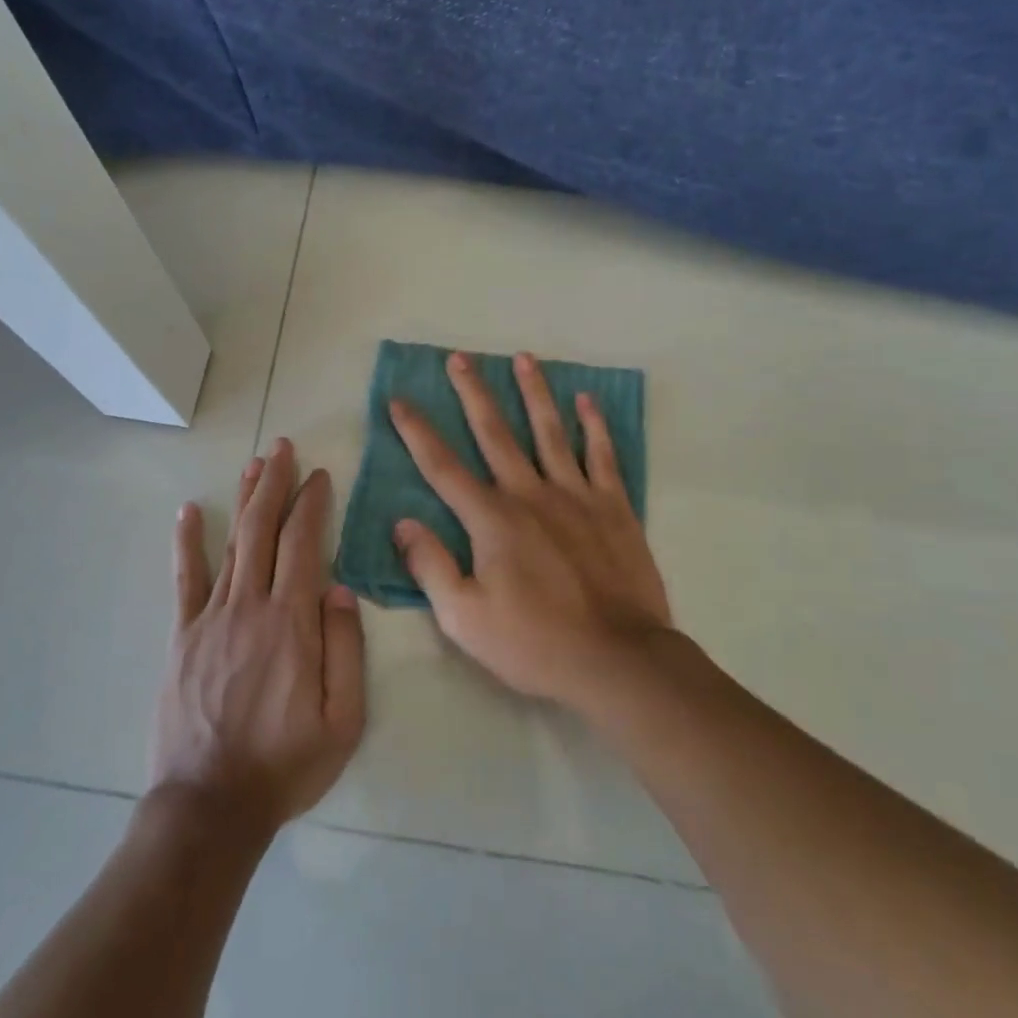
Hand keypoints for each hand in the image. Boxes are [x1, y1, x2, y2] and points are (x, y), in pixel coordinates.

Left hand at [152, 439, 366, 832]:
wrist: (210, 805)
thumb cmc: (286, 765)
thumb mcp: (343, 720)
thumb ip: (346, 649)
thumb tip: (340, 588)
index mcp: (293, 624)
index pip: (304, 545)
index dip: (312, 505)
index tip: (320, 476)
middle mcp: (251, 607)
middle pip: (264, 530)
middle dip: (276, 484)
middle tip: (283, 447)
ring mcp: (211, 618)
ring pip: (232, 544)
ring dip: (244, 500)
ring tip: (255, 464)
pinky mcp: (183, 637)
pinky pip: (186, 580)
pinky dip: (187, 542)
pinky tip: (188, 511)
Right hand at [390, 351, 671, 707]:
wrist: (618, 660)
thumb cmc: (535, 643)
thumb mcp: (464, 618)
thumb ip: (431, 566)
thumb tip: (403, 523)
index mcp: (491, 519)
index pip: (443, 466)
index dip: (417, 431)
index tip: (399, 400)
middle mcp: (530, 493)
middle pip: (495, 433)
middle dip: (473, 393)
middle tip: (459, 358)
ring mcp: (576, 495)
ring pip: (550, 431)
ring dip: (534, 393)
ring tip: (523, 358)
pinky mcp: (614, 507)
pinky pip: (602, 456)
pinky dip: (594, 426)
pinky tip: (587, 401)